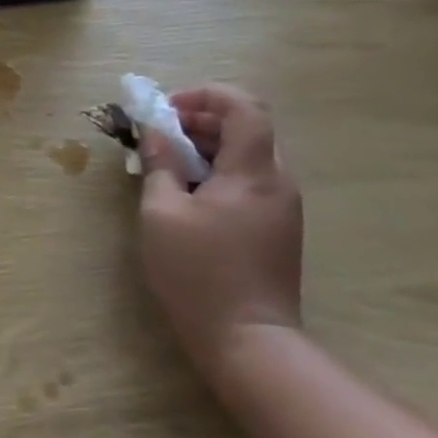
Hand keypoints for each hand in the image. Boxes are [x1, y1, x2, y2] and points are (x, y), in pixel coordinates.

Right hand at [137, 85, 302, 382]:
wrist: (248, 341)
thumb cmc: (199, 272)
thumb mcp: (162, 213)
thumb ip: (160, 165)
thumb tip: (154, 132)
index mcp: (253, 173)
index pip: (245, 107)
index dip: (206, 96)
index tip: (167, 110)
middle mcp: (277, 182)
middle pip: (248, 128)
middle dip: (201, 119)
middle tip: (159, 134)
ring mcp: (282, 207)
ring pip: (249, 154)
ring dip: (208, 146)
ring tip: (167, 163)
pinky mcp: (277, 227)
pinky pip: (250, 180)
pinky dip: (219, 170)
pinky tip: (188, 193)